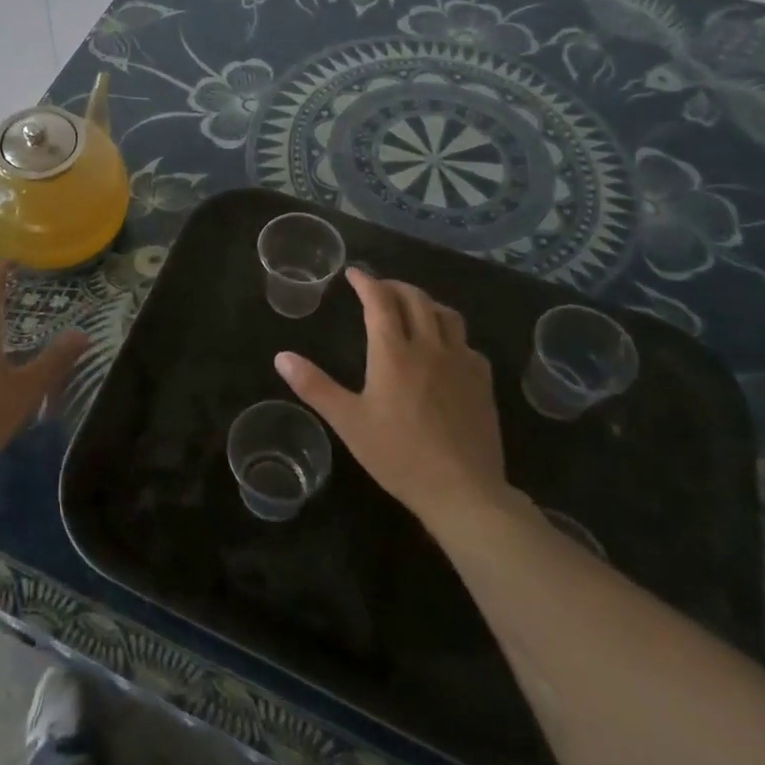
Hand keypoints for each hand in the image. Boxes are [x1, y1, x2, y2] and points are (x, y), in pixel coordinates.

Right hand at [275, 268, 512, 527]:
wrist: (463, 491)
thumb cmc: (399, 455)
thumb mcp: (348, 422)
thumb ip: (314, 386)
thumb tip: (281, 357)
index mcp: (393, 352)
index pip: (380, 301)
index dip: (366, 282)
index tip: (353, 273)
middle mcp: (429, 347)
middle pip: (415, 299)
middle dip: (394, 286)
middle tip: (379, 288)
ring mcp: (461, 363)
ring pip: (446, 314)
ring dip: (425, 302)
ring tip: (412, 308)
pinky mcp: (482, 382)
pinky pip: (467, 342)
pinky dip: (450, 332)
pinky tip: (445, 348)